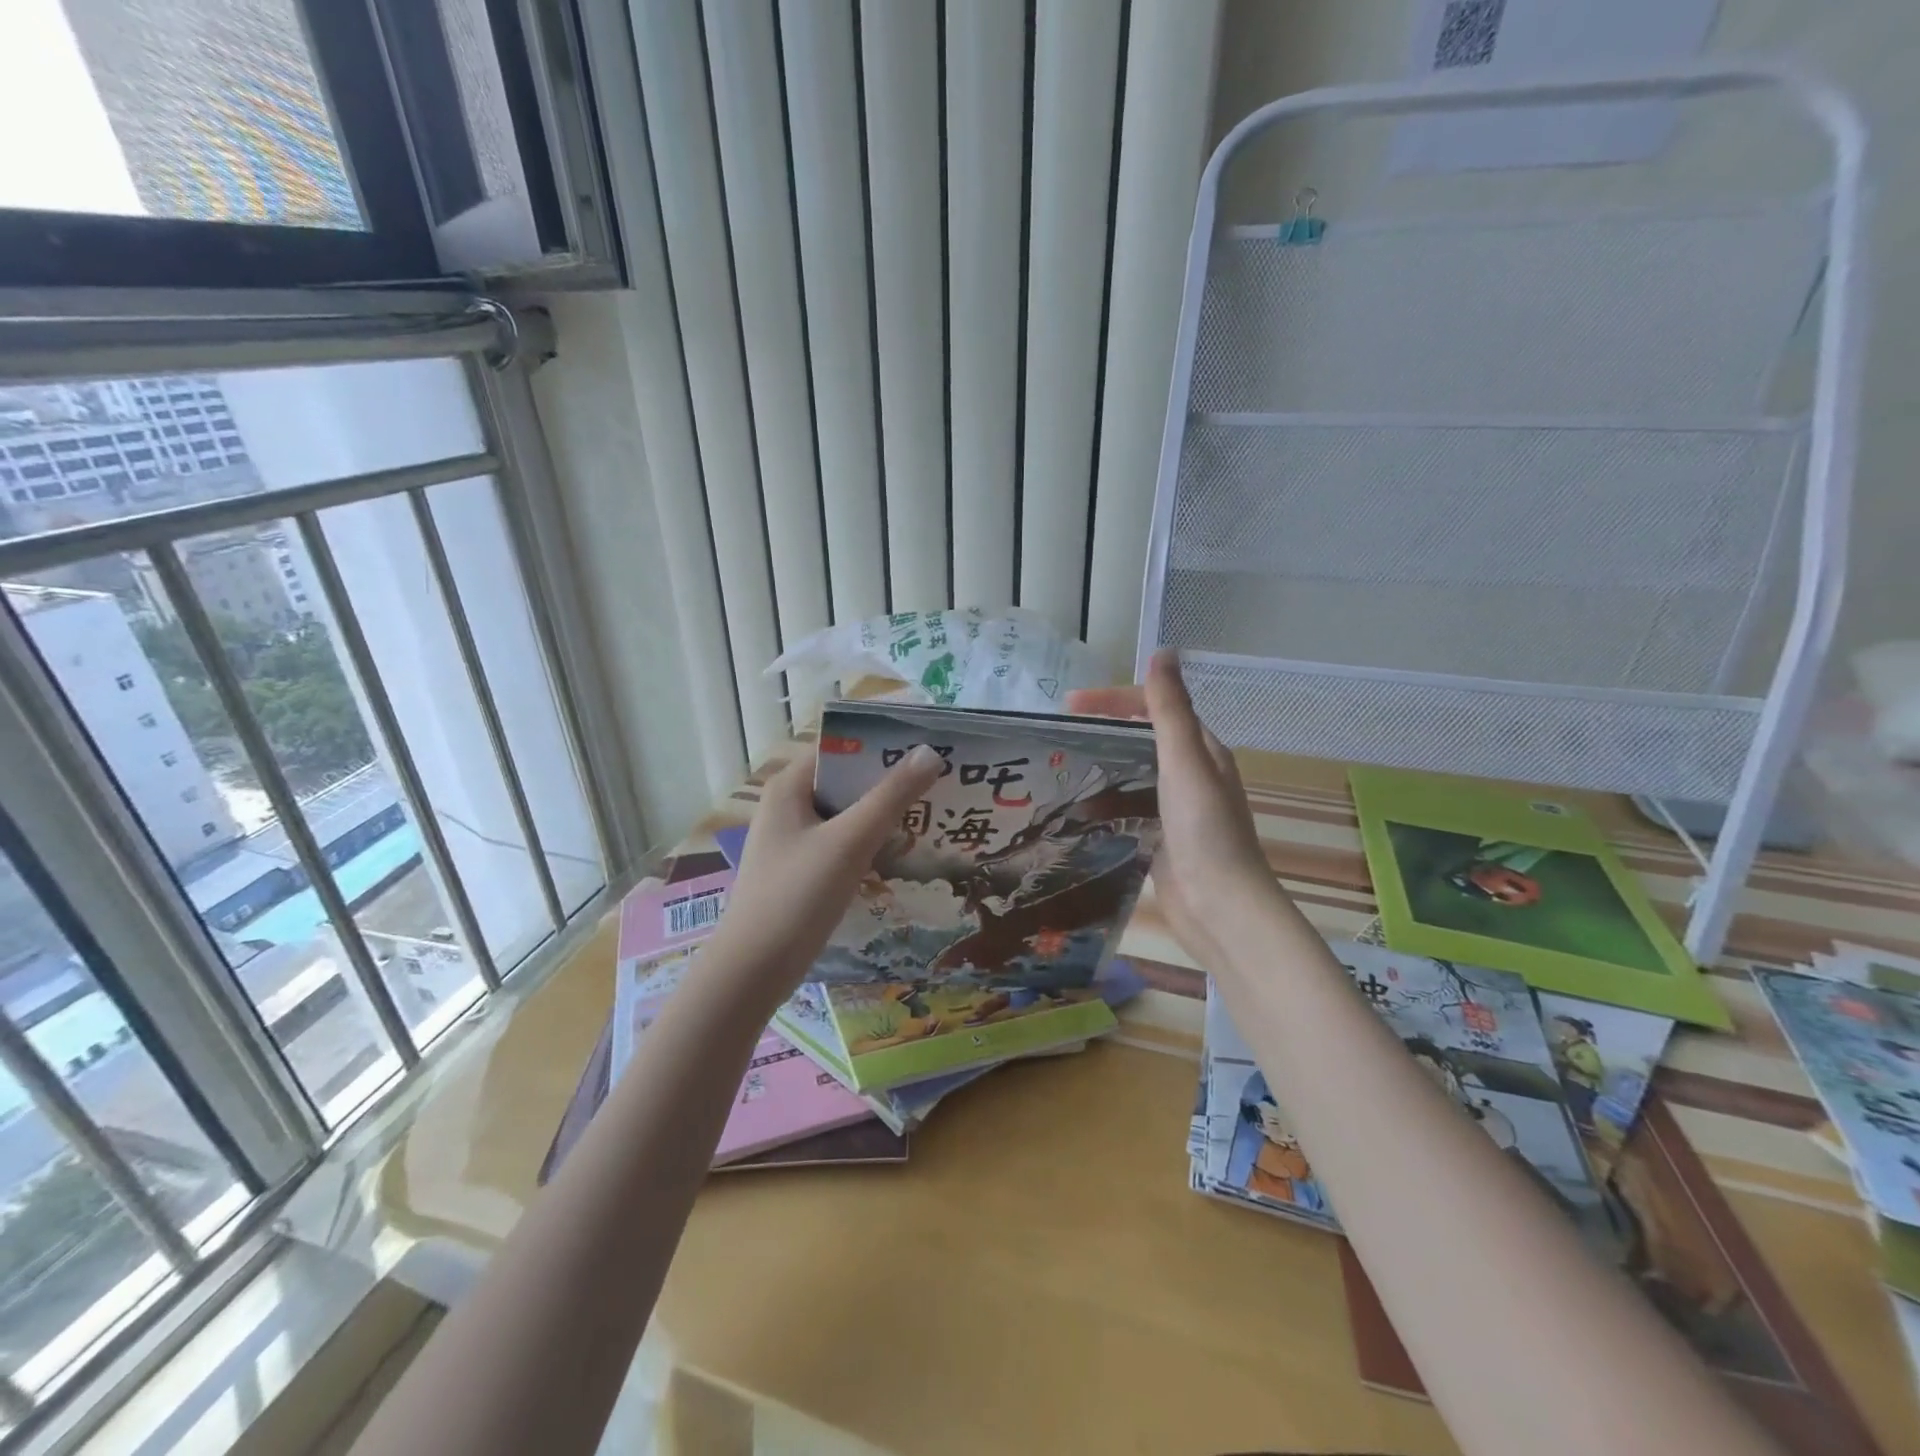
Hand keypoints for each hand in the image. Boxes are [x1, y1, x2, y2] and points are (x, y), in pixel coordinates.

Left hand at [709, 744, 943, 996]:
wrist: (753, 972)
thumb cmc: (797, 897)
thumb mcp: (849, 841)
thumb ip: (890, 796)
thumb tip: (930, 752)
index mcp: (789, 787)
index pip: (840, 747)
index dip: (882, 744)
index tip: (927, 747)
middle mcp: (788, 806)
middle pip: (846, 781)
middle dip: (889, 781)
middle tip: (940, 781)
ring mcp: (794, 841)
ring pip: (847, 814)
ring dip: (883, 813)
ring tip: (932, 812)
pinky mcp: (802, 871)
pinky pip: (842, 843)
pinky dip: (870, 842)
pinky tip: (903, 852)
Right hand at [1068, 651, 1284, 971]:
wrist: (1221, 907)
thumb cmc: (1205, 830)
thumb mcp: (1185, 762)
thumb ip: (1170, 710)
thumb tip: (1163, 652)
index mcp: (1202, 750)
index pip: (1155, 708)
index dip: (1113, 700)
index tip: (1068, 705)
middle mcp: (1192, 774)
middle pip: (1142, 739)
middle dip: (1104, 733)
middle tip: (1060, 737)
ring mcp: (1178, 808)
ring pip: (1134, 775)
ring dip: (1102, 770)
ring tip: (1062, 773)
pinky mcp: (1164, 837)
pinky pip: (1130, 809)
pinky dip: (1107, 805)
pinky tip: (1081, 814)